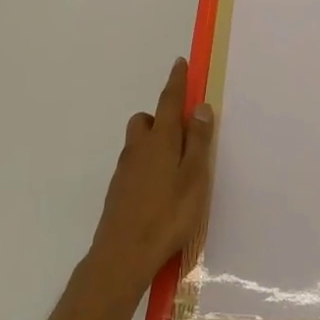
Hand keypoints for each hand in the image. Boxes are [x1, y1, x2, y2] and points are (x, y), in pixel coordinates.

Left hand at [87, 58, 213, 299]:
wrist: (122, 256)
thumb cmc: (167, 214)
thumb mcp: (194, 177)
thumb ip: (199, 142)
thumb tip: (201, 108)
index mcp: (161, 140)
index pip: (169, 101)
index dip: (176, 82)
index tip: (180, 63)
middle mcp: (139, 148)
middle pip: (147, 120)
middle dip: (162, 117)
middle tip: (184, 133)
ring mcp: (125, 170)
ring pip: (139, 143)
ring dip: (154, 141)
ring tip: (176, 165)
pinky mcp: (118, 191)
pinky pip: (134, 164)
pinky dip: (147, 164)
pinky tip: (160, 189)